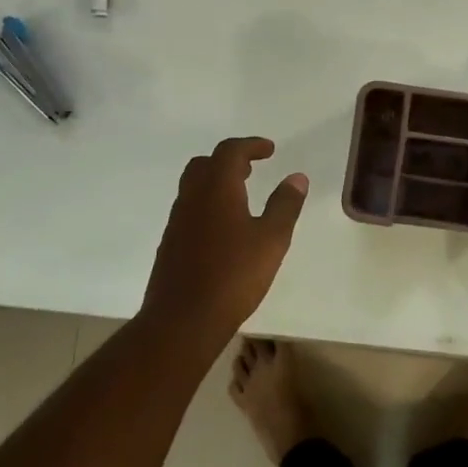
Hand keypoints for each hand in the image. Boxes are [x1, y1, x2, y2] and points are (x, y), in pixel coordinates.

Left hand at [140, 137, 308, 349]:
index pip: (230, 152)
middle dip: (230, 160)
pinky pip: (189, 210)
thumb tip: (297, 177)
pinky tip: (224, 229)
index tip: (270, 150)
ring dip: (216, 182)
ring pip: (193, 187)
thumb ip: (285, 205)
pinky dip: (208, 204)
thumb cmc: (233, 275)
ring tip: (241, 196)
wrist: (182, 321)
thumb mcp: (272, 239)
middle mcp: (192, 198)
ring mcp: (177, 222)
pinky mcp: (171, 245)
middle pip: (205, 164)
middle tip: (252, 169)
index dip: (251, 145)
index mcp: (217, 189)